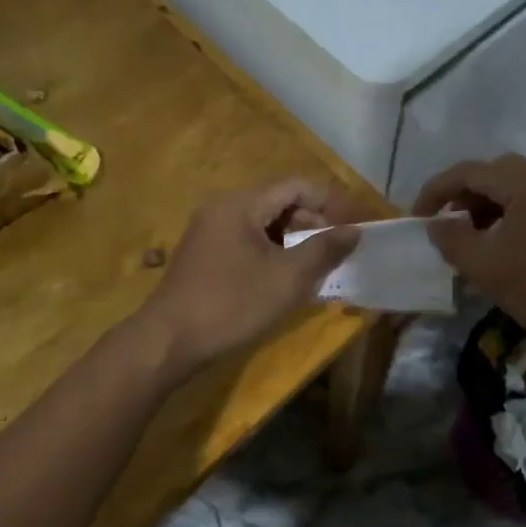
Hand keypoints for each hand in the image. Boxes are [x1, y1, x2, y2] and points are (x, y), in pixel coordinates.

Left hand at [137, 178, 366, 375]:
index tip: (356, 225)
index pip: (297, 186)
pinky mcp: (204, 253)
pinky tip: (285, 277)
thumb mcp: (288, 278)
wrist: (169, 341)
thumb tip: (354, 231)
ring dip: (294, 239)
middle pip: (279, 201)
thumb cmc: (232, 305)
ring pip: (264, 223)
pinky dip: (272, 251)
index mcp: (241, 203)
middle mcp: (222, 207)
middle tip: (339, 249)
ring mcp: (209, 230)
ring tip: (317, 265)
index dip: (331, 202)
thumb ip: (324, 250)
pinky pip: (247, 240)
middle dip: (313, 221)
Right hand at [414, 155, 525, 350]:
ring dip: (488, 206)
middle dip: (464, 194)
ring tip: (470, 237)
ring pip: (517, 189)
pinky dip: (510, 216)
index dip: (436, 190)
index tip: (417, 216)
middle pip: (496, 173)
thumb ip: (452, 239)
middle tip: (445, 222)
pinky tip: (502, 246)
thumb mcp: (485, 266)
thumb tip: (435, 224)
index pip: (470, 171)